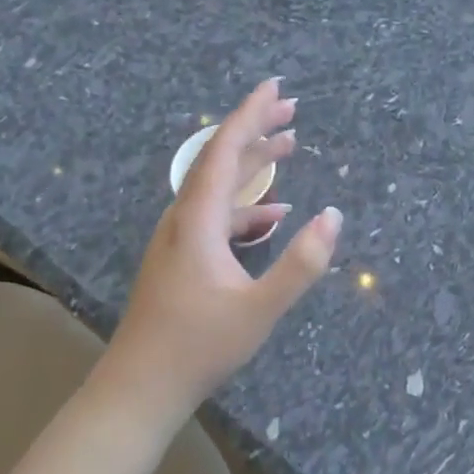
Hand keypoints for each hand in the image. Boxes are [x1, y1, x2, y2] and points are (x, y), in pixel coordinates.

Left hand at [98, 78, 342, 423]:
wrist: (140, 387)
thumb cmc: (198, 346)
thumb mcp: (259, 308)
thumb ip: (300, 264)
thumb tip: (334, 217)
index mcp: (198, 221)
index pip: (224, 151)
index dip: (250, 115)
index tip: (275, 87)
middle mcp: (184, 219)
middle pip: (220, 160)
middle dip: (256, 130)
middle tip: (291, 109)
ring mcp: (180, 239)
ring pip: (219, 187)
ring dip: (253, 166)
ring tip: (289, 147)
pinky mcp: (182, 258)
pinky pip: (218, 216)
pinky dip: (248, 207)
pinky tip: (274, 216)